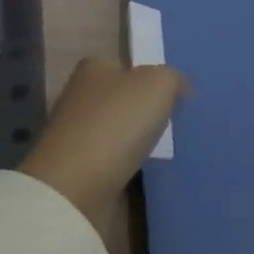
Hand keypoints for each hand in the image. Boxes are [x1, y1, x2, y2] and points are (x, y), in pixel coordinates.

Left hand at [20, 59, 190, 230]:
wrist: (76, 187)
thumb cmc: (116, 123)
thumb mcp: (157, 85)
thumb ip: (172, 79)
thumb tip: (180, 88)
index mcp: (93, 68)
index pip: (123, 65)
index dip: (147, 77)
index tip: (170, 97)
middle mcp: (79, 96)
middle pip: (118, 98)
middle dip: (140, 111)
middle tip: (172, 124)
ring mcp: (74, 135)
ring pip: (113, 131)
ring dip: (132, 141)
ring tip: (162, 151)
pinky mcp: (75, 170)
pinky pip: (109, 162)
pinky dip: (123, 167)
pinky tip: (142, 173)